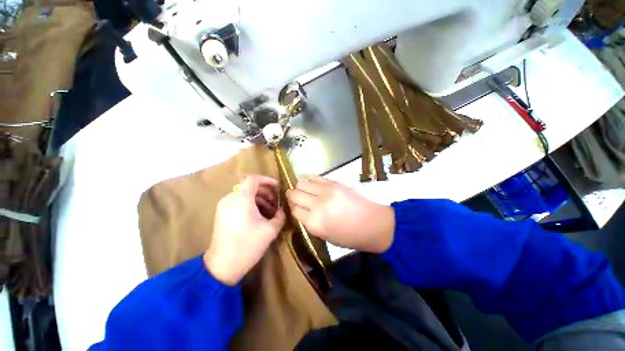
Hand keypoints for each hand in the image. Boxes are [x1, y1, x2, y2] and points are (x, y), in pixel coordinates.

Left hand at [204, 175, 285, 284]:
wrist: (222, 266)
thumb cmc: (248, 245)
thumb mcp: (270, 230)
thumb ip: (280, 216)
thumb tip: (283, 209)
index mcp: (241, 199)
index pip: (253, 179)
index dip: (267, 180)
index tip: (277, 187)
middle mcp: (230, 198)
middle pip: (249, 187)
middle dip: (265, 192)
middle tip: (276, 201)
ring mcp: (224, 206)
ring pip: (244, 195)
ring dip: (259, 199)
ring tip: (270, 210)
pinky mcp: (222, 214)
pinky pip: (238, 202)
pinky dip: (250, 204)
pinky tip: (259, 215)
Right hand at [286, 176, 394, 252]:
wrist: (372, 223)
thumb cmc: (349, 236)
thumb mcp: (324, 236)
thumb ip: (309, 222)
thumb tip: (299, 209)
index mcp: (314, 223)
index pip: (293, 210)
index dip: (293, 208)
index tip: (296, 208)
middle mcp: (317, 205)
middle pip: (294, 194)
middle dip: (293, 196)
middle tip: (298, 199)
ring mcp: (326, 191)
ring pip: (301, 183)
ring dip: (301, 188)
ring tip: (307, 192)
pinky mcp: (334, 182)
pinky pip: (314, 177)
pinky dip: (311, 181)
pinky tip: (315, 186)